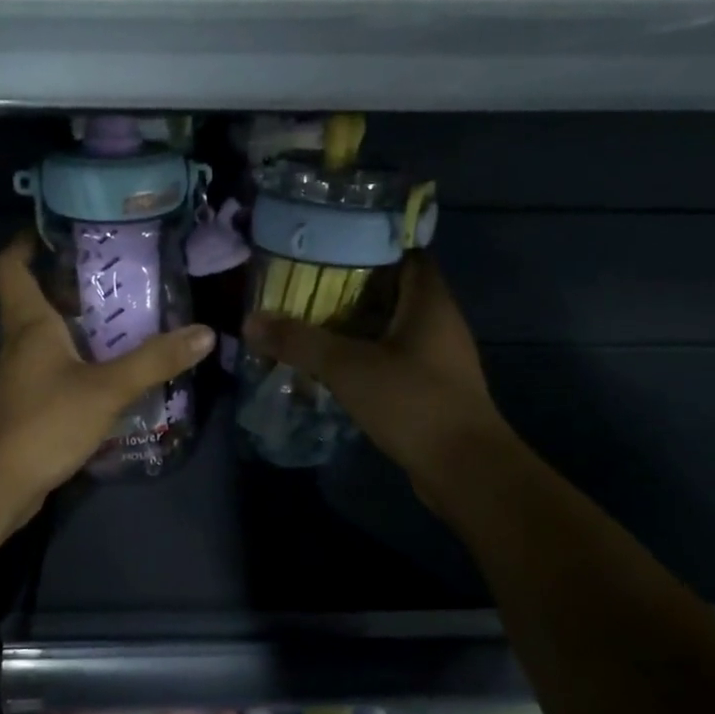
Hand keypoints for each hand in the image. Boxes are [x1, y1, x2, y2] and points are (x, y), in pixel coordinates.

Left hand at [0, 232, 213, 526]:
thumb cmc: (43, 422)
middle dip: (73, 283)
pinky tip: (116, 373)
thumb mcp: (106, 389)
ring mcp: (22, 376)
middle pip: (37, 297)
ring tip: (131, 319)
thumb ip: (154, 361)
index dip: (26, 241)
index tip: (60, 229)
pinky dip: (83, 363)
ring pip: (50, 337)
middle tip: (121, 274)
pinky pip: (58, 370)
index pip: (10, 265)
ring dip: (83, 326)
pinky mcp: (30, 405)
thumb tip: (204, 333)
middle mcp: (20, 342)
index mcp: (28, 323)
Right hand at [244, 255, 506, 510]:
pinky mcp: (432, 388)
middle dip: (351, 288)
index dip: (367, 245)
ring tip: (311, 325)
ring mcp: (439, 358)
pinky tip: (334, 367)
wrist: (464, 468)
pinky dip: (365, 357)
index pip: (404, 254)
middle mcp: (439, 322)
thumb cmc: (413, 402)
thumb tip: (250, 321)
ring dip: (356, 327)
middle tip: (304, 288)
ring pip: (392, 328)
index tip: (326, 248)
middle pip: (393, 291)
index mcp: (429, 301)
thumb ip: (300, 342)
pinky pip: (393, 360)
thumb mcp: (348, 368)